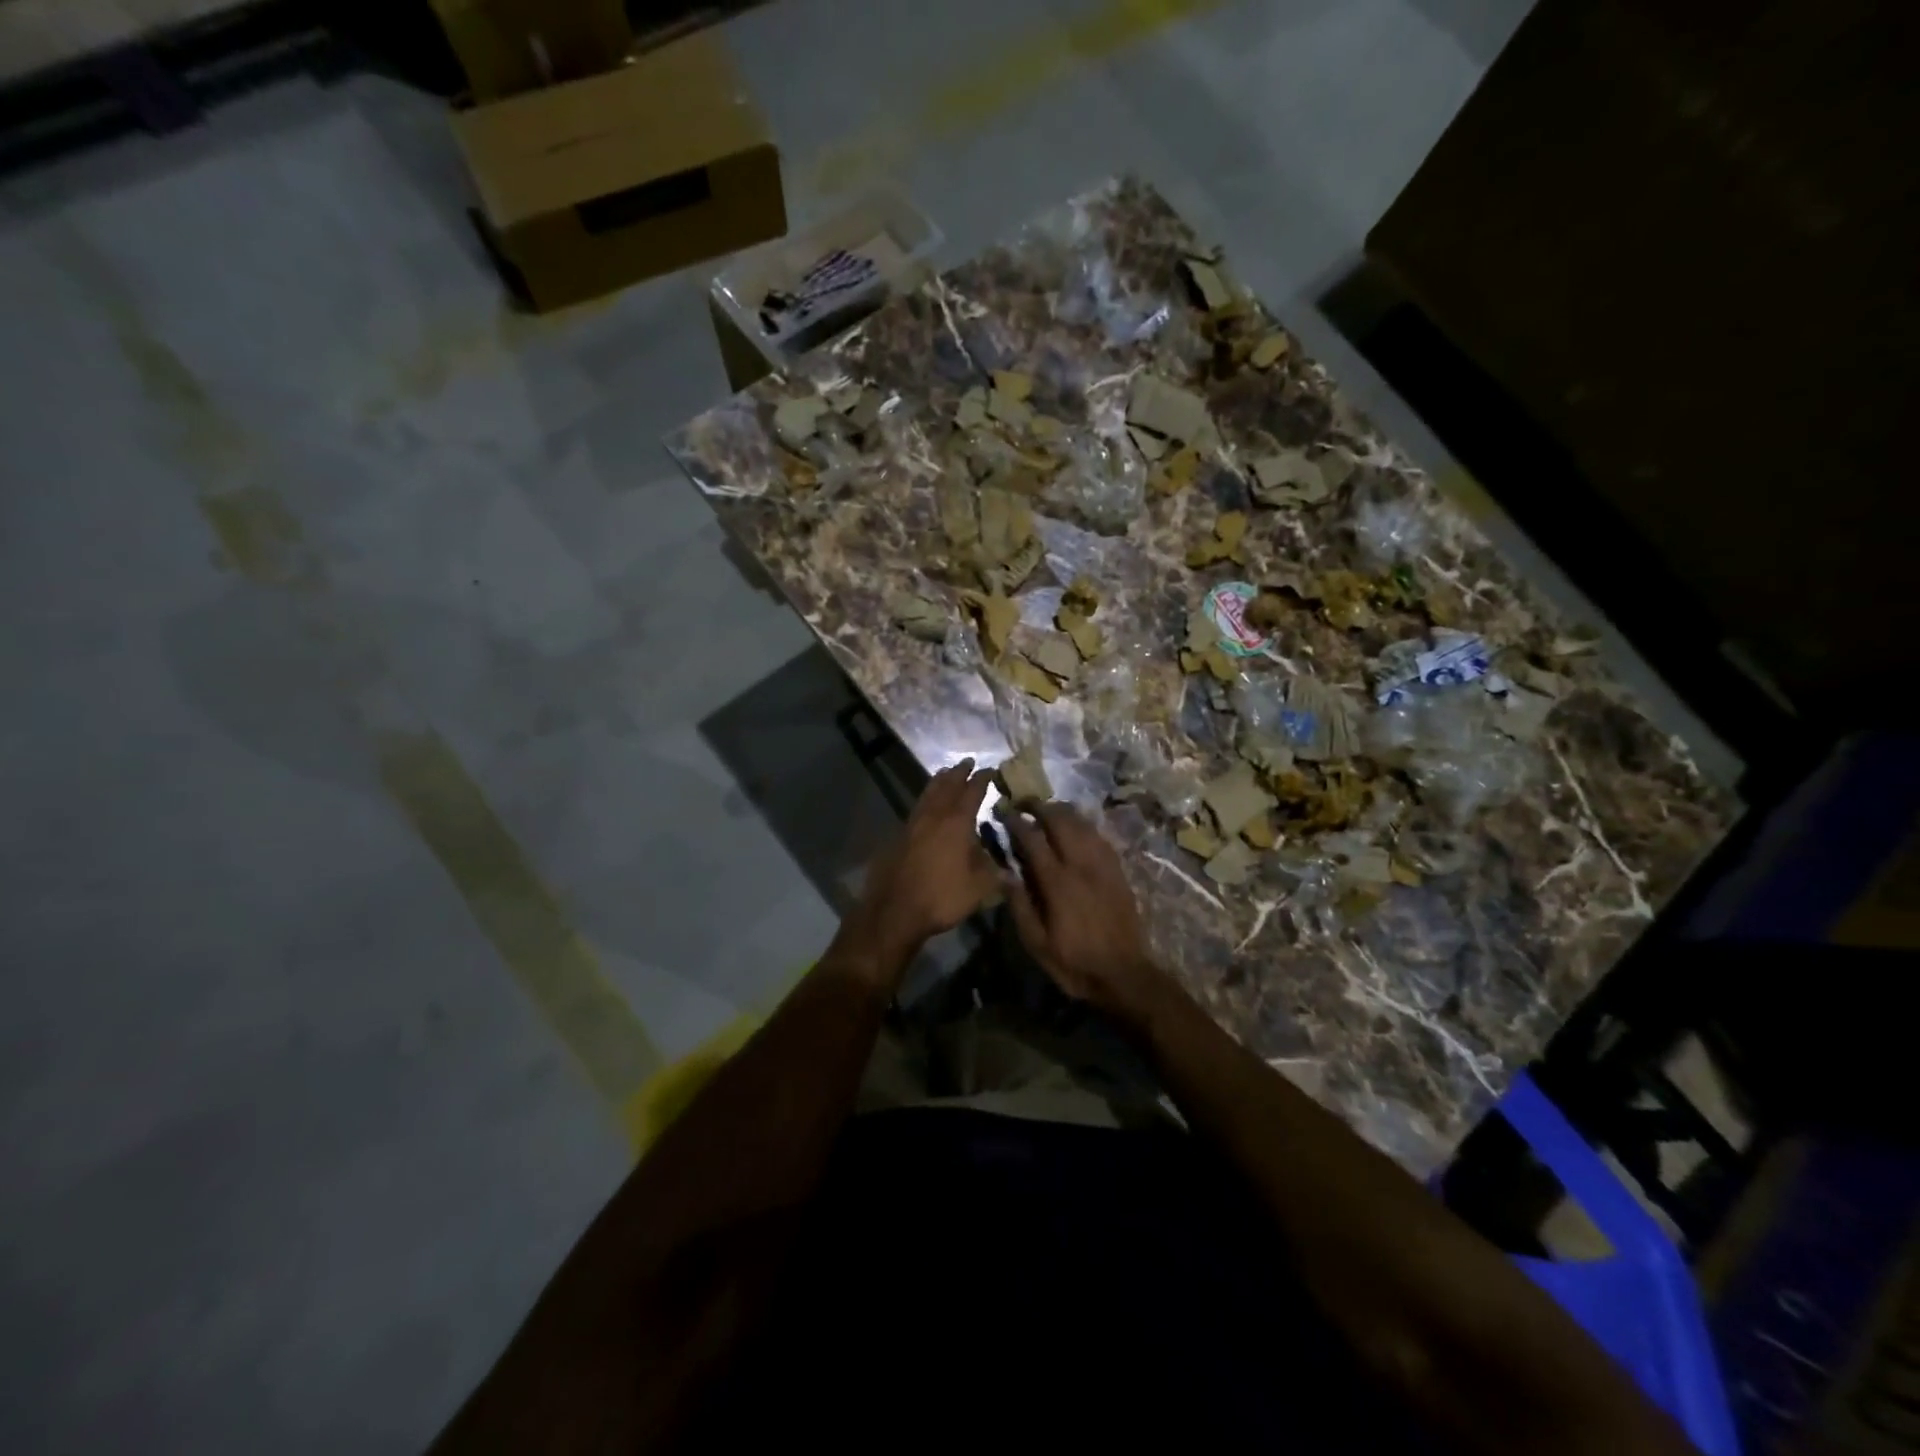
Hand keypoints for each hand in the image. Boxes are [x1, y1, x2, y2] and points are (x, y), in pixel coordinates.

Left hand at [837, 759, 997, 981]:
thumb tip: (1011, 868)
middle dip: (958, 773)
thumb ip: (995, 874)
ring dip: (939, 782)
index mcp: (956, 823)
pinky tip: (927, 806)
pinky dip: (926, 799)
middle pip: (947, 786)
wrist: (894, 911)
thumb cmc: (941, 897)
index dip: (982, 780)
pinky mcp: (898, 837)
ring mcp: (912, 825)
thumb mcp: (979, 889)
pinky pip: (916, 808)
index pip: (972, 793)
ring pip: (928, 794)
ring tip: (945, 773)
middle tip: (967, 762)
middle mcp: (934, 817)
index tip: (990, 770)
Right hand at [1003, 803, 1176, 1025]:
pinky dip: (1084, 824)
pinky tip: (1076, 826)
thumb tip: (1002, 871)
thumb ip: (1019, 904)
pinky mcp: (1117, 871)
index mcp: (1057, 882)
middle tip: (1023, 803)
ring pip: (1082, 824)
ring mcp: (1103, 865)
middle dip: (1039, 807)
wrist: (1124, 974)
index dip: (1016, 822)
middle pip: (1060, 821)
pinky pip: (1099, 836)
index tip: (1003, 811)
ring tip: (1047, 809)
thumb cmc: (1074, 963)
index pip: (1033, 840)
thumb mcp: (1037, 943)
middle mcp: (1081, 865)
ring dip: (1062, 811)